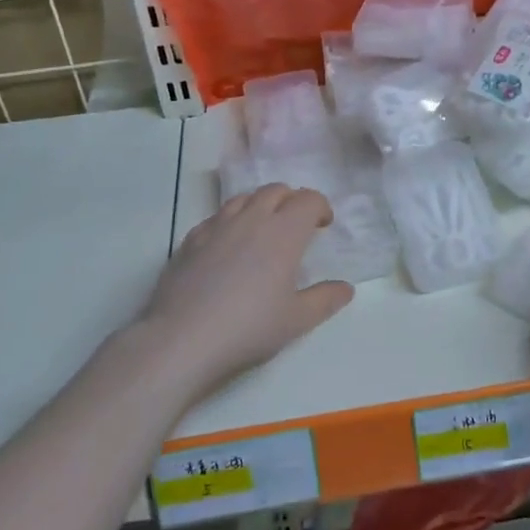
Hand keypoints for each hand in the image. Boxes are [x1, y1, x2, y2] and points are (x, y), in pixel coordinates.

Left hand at [137, 184, 353, 396]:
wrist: (183, 339)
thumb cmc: (249, 328)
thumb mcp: (296, 320)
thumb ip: (324, 300)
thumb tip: (346, 288)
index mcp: (283, 232)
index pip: (308, 200)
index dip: (320, 206)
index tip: (323, 225)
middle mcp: (251, 219)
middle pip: (275, 191)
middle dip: (291, 200)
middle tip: (296, 225)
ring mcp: (217, 226)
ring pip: (243, 198)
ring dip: (260, 205)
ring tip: (263, 229)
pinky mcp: (190, 240)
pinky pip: (216, 217)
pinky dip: (230, 221)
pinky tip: (227, 246)